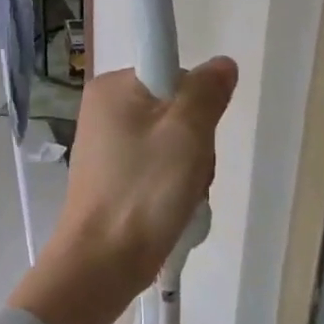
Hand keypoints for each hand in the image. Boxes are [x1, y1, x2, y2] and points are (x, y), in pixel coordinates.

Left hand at [7, 58, 237, 323]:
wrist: (103, 259)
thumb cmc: (143, 189)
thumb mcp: (186, 131)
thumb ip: (206, 90)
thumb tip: (220, 64)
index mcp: (111, 88)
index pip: (174, 71)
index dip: (196, 101)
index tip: (193, 131)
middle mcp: (105, 110)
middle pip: (178, 110)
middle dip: (196, 144)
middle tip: (188, 172)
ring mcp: (108, 146)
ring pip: (175, 144)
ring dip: (191, 172)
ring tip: (180, 197)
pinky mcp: (115, 177)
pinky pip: (161, 169)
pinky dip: (175, 188)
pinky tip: (173, 210)